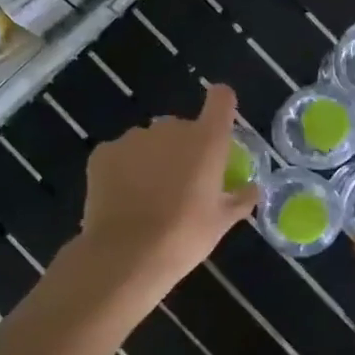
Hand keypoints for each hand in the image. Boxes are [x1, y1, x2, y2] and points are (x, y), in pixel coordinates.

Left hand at [76, 84, 258, 302]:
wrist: (126, 255)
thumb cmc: (184, 237)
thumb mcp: (221, 223)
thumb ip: (239, 199)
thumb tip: (251, 189)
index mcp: (206, 140)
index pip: (220, 99)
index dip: (221, 106)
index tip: (218, 125)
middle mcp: (170, 128)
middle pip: (182, 127)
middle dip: (183, 148)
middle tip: (181, 184)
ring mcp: (133, 137)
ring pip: (149, 141)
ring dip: (153, 158)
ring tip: (148, 196)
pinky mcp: (103, 152)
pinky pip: (121, 154)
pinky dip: (124, 169)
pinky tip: (123, 198)